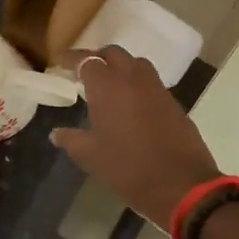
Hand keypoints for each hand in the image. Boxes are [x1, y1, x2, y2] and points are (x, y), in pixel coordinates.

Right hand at [50, 46, 221, 229]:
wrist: (181, 183)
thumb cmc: (129, 169)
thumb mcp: (92, 157)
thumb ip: (72, 140)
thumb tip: (57, 133)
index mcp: (108, 87)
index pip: (87, 60)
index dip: (73, 59)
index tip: (62, 63)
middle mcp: (134, 79)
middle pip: (114, 54)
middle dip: (99, 58)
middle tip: (86, 72)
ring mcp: (158, 89)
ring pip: (137, 64)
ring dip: (122, 68)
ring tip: (110, 86)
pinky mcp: (174, 102)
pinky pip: (152, 83)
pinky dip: (138, 85)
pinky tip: (132, 104)